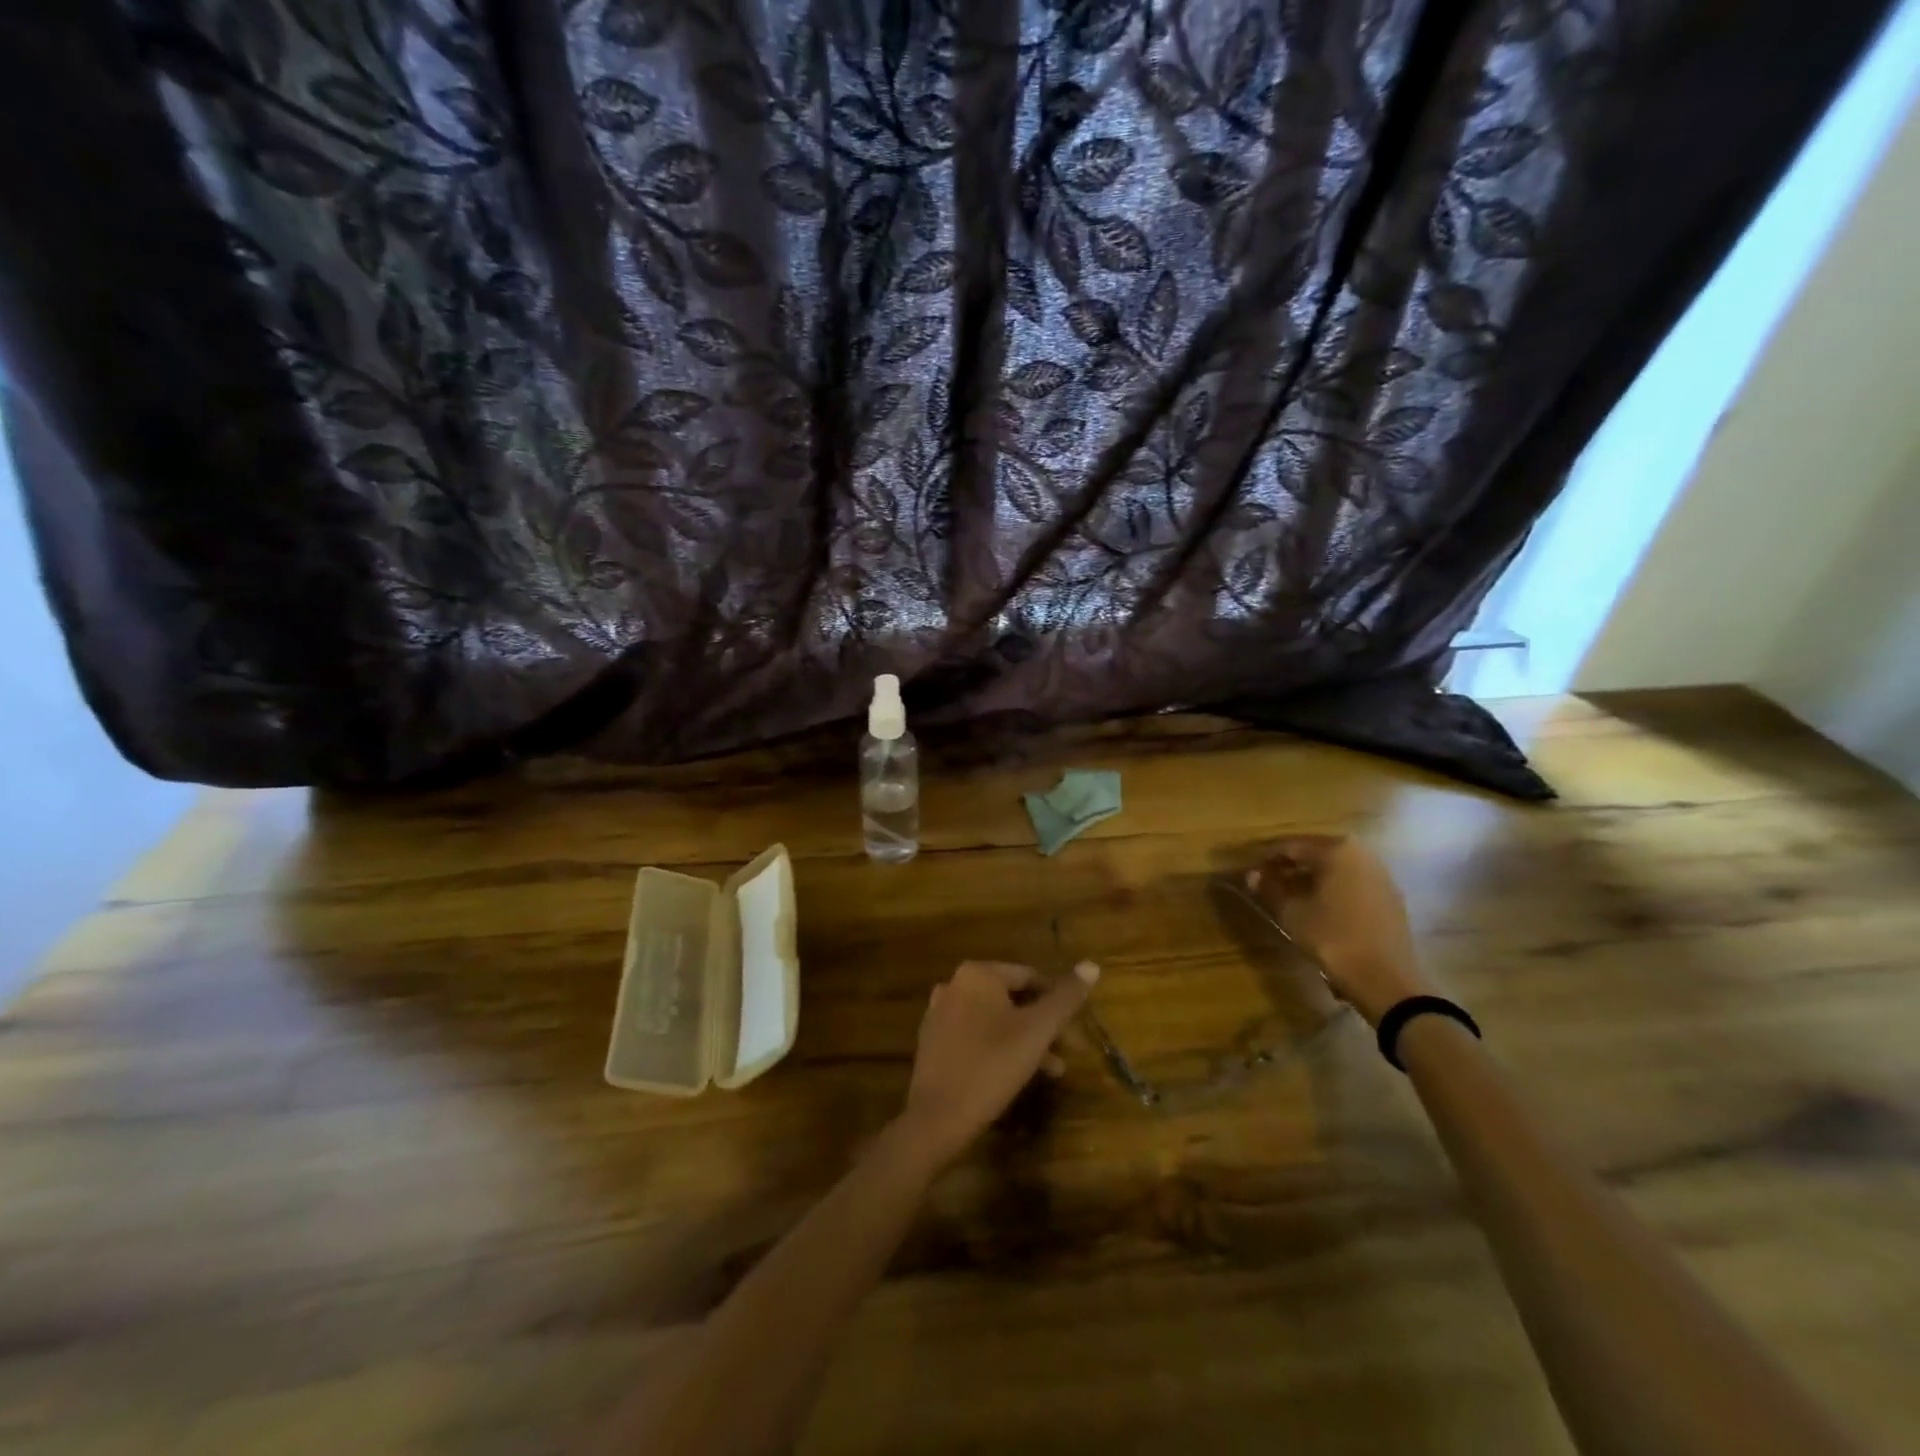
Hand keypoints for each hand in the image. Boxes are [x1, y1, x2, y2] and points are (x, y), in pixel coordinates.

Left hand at [897, 960, 1096, 1167]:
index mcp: (978, 974)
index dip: (1056, 1000)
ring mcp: (940, 1012)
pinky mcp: (933, 1041)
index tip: (1072, 1027)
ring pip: (993, 1018)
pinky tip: (1014, 1074)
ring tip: (1050, 1069)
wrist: (938, 1117)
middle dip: (1040, 1024)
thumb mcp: (1037, 1031)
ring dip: (1023, 1039)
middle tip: (1064, 1050)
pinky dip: (997, 1047)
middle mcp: (954, 984)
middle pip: (1010, 997)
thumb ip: (1065, 998)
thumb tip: (1092, 965)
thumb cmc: (992, 1065)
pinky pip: (974, 1035)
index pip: (1029, 976)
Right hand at [1248, 835, 1429, 1026]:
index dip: (1267, 858)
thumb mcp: (1293, 914)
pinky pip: (1353, 883)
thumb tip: (1252, 875)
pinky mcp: (1390, 897)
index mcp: (1337, 850)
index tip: (1250, 870)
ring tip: (1289, 894)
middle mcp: (1362, 854)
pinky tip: (1318, 906)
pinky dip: (1332, 889)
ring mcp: (1380, 875)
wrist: (1387, 980)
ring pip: (1336, 869)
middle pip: (1316, 854)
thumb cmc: (1334, 939)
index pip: (1292, 846)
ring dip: (1311, 878)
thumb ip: (1270, 889)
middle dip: (1290, 866)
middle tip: (1267, 881)